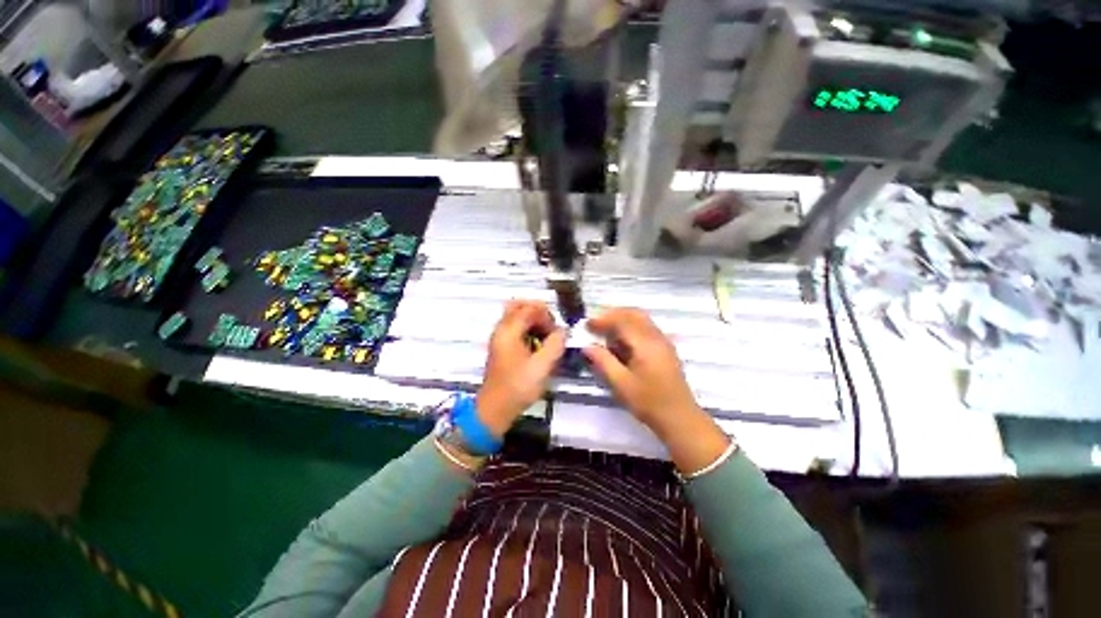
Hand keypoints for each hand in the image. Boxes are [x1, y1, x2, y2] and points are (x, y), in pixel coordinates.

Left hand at [477, 300, 565, 438]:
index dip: (546, 315)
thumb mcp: (542, 366)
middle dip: (537, 312)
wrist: (495, 409)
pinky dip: (526, 328)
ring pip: (515, 316)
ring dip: (532, 320)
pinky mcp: (501, 346)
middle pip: (518, 305)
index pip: (529, 308)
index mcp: (509, 331)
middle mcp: (501, 329)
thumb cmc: (518, 387)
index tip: (556, 331)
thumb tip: (563, 331)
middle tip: (550, 327)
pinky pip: (514, 327)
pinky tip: (536, 344)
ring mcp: (499, 337)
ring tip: (545, 336)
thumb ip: (555, 344)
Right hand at [584, 308, 730, 473]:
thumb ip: (603, 361)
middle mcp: (657, 337)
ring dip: (622, 320)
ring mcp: (663, 342)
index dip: (603, 320)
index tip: (587, 324)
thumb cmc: (649, 402)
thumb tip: (587, 346)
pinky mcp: (665, 349)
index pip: (622, 321)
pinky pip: (646, 328)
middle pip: (634, 314)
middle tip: (596, 324)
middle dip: (613, 315)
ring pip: (641, 319)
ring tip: (605, 332)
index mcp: (646, 344)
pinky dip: (631, 327)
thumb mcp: (621, 383)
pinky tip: (621, 342)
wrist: (679, 418)